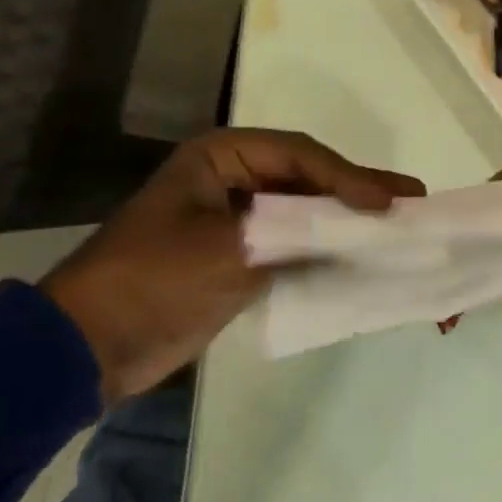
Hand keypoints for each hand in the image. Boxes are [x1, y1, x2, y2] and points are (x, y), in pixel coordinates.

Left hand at [42, 130, 423, 402]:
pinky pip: (296, 245)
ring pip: (307, 212)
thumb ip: (297, 232)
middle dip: (360, 192)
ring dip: (349, 221)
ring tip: (398, 226)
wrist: (88, 346)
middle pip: (311, 179)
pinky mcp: (241, 258)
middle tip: (413, 198)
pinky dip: (328, 251)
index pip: (301, 156)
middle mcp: (234, 180)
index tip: (389, 201)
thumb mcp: (228, 248)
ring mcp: (239, 220)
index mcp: (222, 159)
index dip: (350, 175)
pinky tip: (362, 258)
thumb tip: (360, 226)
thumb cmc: (154, 279)